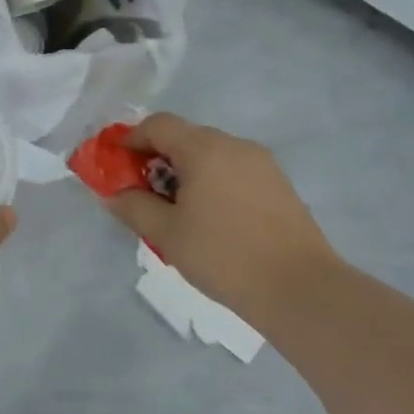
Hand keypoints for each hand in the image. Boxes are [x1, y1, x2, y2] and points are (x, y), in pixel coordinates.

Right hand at [101, 112, 340, 313]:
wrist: (300, 288)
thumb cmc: (224, 256)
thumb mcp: (167, 234)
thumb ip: (133, 207)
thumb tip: (113, 194)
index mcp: (204, 148)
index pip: (158, 124)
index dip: (131, 139)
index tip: (118, 165)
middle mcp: (234, 144)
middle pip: (185, 136)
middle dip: (158, 157)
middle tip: (143, 192)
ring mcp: (261, 163)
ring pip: (211, 154)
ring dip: (186, 170)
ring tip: (177, 209)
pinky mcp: (278, 184)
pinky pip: (233, 170)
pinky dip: (212, 181)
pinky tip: (211, 217)